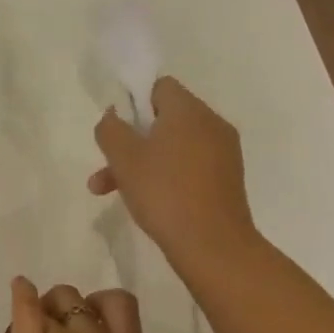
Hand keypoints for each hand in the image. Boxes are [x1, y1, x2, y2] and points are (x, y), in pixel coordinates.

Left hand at [0, 277, 146, 332]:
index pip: (125, 310)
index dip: (106, 309)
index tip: (94, 321)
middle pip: (85, 303)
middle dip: (71, 311)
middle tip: (56, 331)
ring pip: (57, 298)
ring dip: (47, 308)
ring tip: (33, 323)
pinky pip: (26, 302)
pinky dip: (22, 293)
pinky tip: (19, 289)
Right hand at [89, 76, 260, 273]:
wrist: (213, 246)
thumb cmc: (164, 192)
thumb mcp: (124, 158)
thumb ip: (111, 129)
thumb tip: (113, 115)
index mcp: (189, 111)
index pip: (159, 86)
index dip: (133, 100)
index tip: (116, 127)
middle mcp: (211, 124)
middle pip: (164, 119)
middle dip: (131, 140)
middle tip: (106, 164)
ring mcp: (223, 153)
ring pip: (172, 146)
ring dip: (141, 162)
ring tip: (109, 191)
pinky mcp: (226, 180)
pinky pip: (188, 166)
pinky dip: (165, 176)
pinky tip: (145, 201)